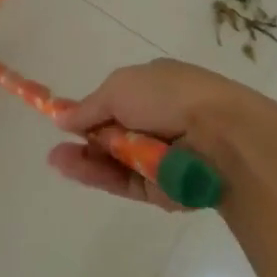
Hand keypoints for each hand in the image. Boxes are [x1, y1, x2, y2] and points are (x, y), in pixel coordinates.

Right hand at [48, 58, 260, 208]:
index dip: (89, 111)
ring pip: (114, 161)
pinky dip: (98, 176)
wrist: (220, 136)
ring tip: (57, 159)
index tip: (63, 120)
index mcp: (155, 87)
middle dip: (84, 139)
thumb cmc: (169, 97)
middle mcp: (158, 121)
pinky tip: (72, 167)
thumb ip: (90, 106)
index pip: (115, 101)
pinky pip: (123, 182)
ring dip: (84, 159)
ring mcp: (159, 156)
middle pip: (111, 134)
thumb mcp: (121, 86)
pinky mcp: (160, 189)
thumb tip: (63, 117)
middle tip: (57, 146)